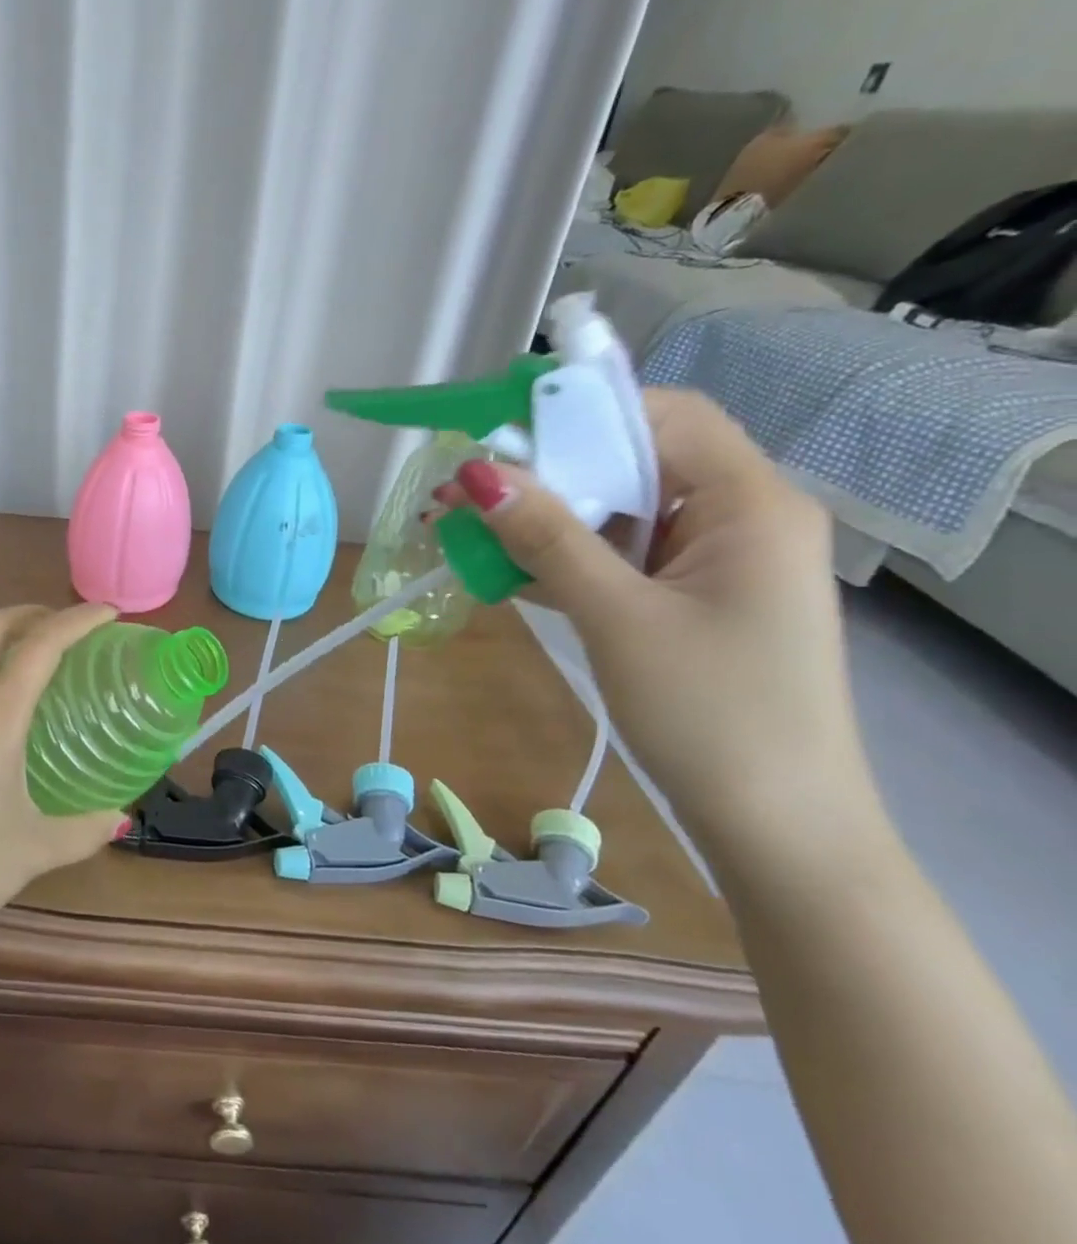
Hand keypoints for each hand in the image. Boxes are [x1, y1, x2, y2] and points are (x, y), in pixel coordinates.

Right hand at [437, 388, 879, 851]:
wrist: (779, 832)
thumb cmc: (712, 716)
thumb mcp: (617, 617)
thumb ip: (548, 538)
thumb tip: (477, 471)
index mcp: (751, 503)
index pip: (663, 416)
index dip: (578, 411)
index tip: (498, 431)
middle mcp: (740, 517)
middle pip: (632, 460)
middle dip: (545, 470)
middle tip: (464, 487)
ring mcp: (714, 562)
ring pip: (617, 511)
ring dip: (544, 517)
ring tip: (466, 526)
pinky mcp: (689, 599)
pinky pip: (617, 555)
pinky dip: (563, 556)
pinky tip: (503, 568)